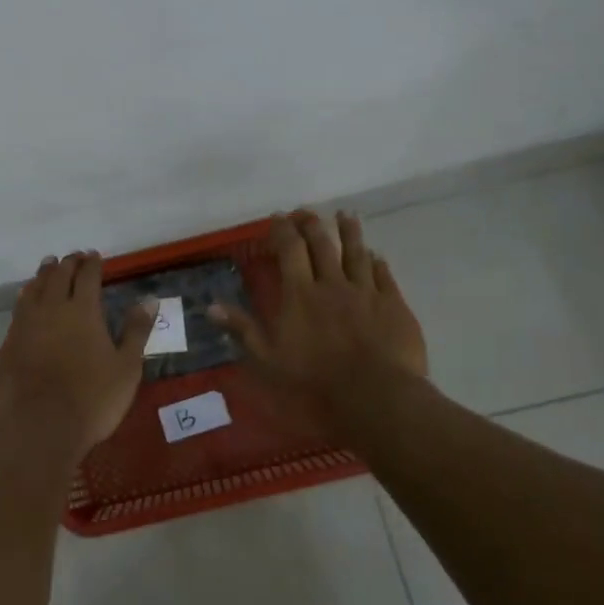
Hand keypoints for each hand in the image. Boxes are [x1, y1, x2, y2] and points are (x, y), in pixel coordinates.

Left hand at [0, 252, 155, 462]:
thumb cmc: (92, 399)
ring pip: (34, 289)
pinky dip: (26, 297)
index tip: (94, 256)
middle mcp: (52, 309)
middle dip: (67, 264)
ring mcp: (25, 325)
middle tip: (73, 257)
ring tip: (48, 267)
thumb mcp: (126, 367)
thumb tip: (149, 300)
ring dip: (43, 275)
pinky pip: (18, 310)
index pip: (87, 276)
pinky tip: (26, 300)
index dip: (92, 264)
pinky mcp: (8, 344)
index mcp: (83, 310)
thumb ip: (136, 331)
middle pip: (58, 276)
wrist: (39, 428)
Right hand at [210, 210, 428, 434]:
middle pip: (322, 244)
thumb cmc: (316, 379)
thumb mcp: (268, 358)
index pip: (289, 250)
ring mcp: (365, 292)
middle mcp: (332, 284)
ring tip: (345, 215)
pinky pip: (384, 276)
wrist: (375, 393)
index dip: (282, 230)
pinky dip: (378, 262)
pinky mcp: (393, 304)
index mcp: (300, 294)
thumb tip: (210, 307)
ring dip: (349, 232)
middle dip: (311, 224)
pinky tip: (377, 255)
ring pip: (356, 253)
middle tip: (305, 211)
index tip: (277, 218)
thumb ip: (242, 329)